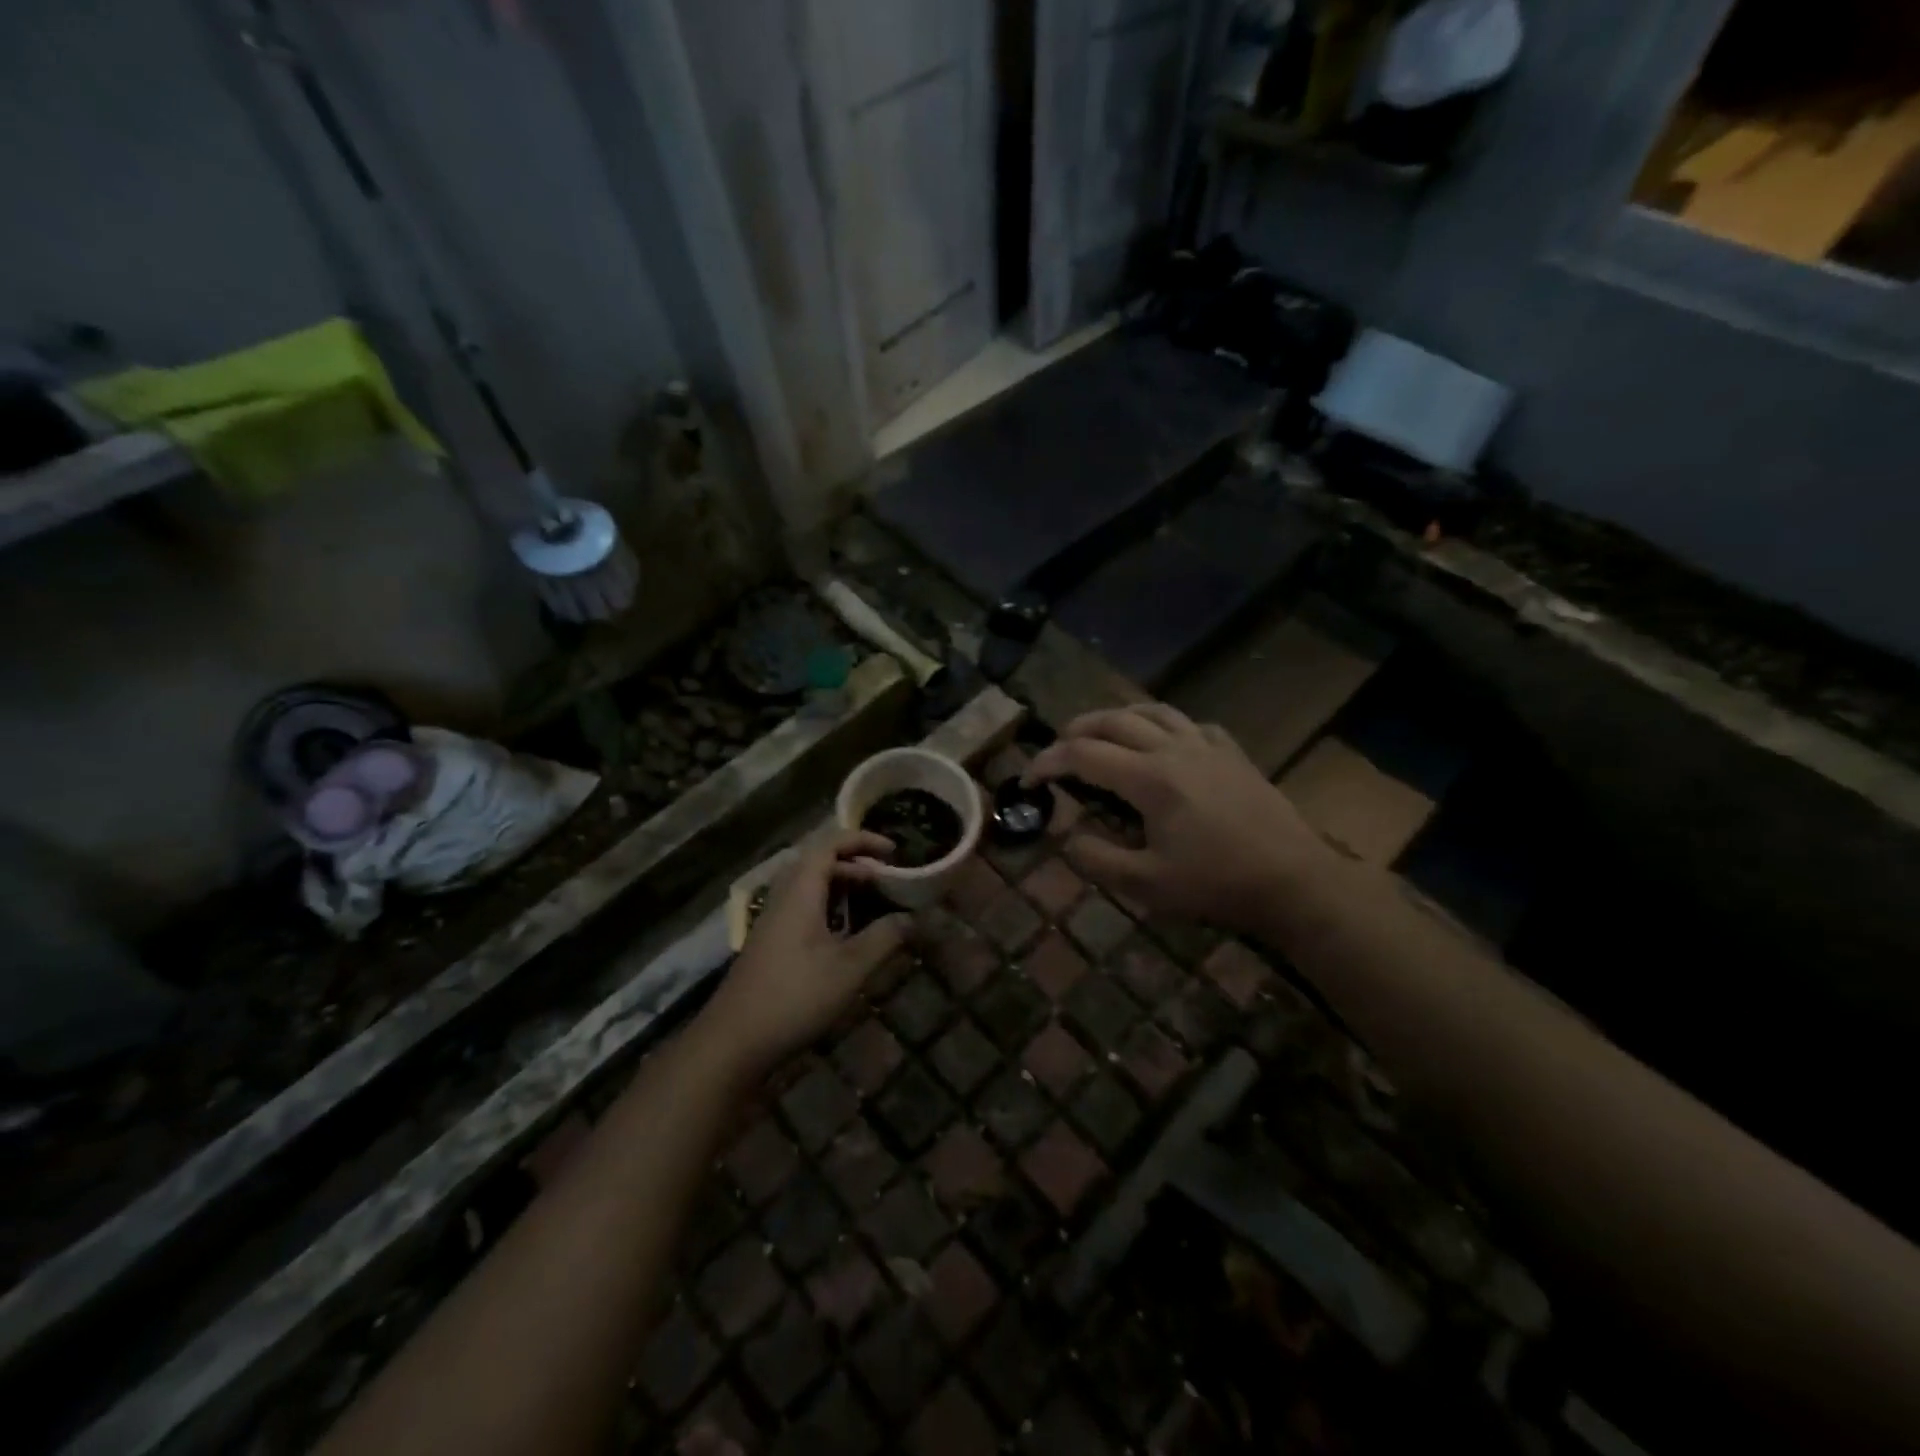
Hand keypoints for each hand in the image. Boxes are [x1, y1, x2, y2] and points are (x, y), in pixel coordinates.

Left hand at [697, 830, 909, 1076]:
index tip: (894, 851)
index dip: (862, 840)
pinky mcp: (770, 940)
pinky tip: (846, 932)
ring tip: (872, 901)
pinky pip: (803, 905)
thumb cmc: (794, 997)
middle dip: (856, 863)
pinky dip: (829, 905)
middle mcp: (783, 896)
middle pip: (819, 860)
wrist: (734, 1041)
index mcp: (800, 891)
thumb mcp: (848, 969)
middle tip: (887, 880)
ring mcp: (773, 919)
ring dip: (842, 885)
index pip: (829, 843)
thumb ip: (884, 938)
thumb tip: (913, 917)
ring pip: (810, 884)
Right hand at [1024, 703, 1335, 931]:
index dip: (1048, 762)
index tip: (1029, 779)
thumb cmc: (1217, 885)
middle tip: (1058, 750)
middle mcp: (1174, 749)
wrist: (1294, 881)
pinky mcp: (1232, 753)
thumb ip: (1097, 859)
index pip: (1083, 755)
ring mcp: (1207, 746)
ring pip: (1152, 712)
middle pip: (1113, 721)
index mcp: (1149, 779)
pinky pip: (1190, 724)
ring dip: (1117, 718)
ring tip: (1101, 734)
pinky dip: (1164, 726)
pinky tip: (1165, 743)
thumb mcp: (1146, 885)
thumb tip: (1069, 838)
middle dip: (1076, 731)